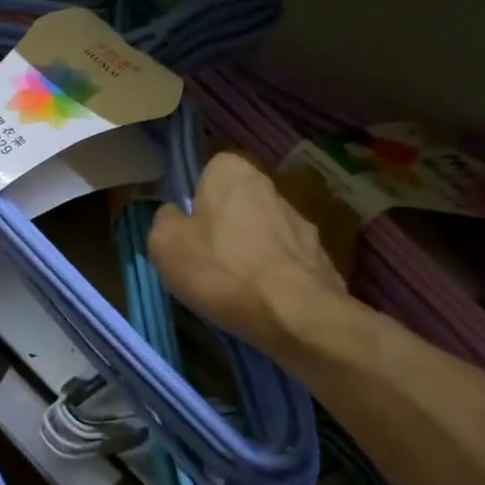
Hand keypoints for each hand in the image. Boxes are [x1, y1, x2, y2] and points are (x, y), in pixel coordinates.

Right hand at [149, 151, 348, 351]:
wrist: (294, 313)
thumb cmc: (220, 269)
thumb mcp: (165, 244)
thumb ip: (164, 220)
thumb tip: (174, 216)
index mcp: (232, 173)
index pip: (209, 171)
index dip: (195, 198)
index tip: (186, 227)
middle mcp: (271, 187)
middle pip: (236, 203)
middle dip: (223, 226)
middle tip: (204, 259)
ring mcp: (300, 222)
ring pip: (261, 232)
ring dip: (248, 251)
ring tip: (231, 286)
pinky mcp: (320, 256)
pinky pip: (282, 260)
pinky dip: (271, 275)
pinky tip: (259, 299)